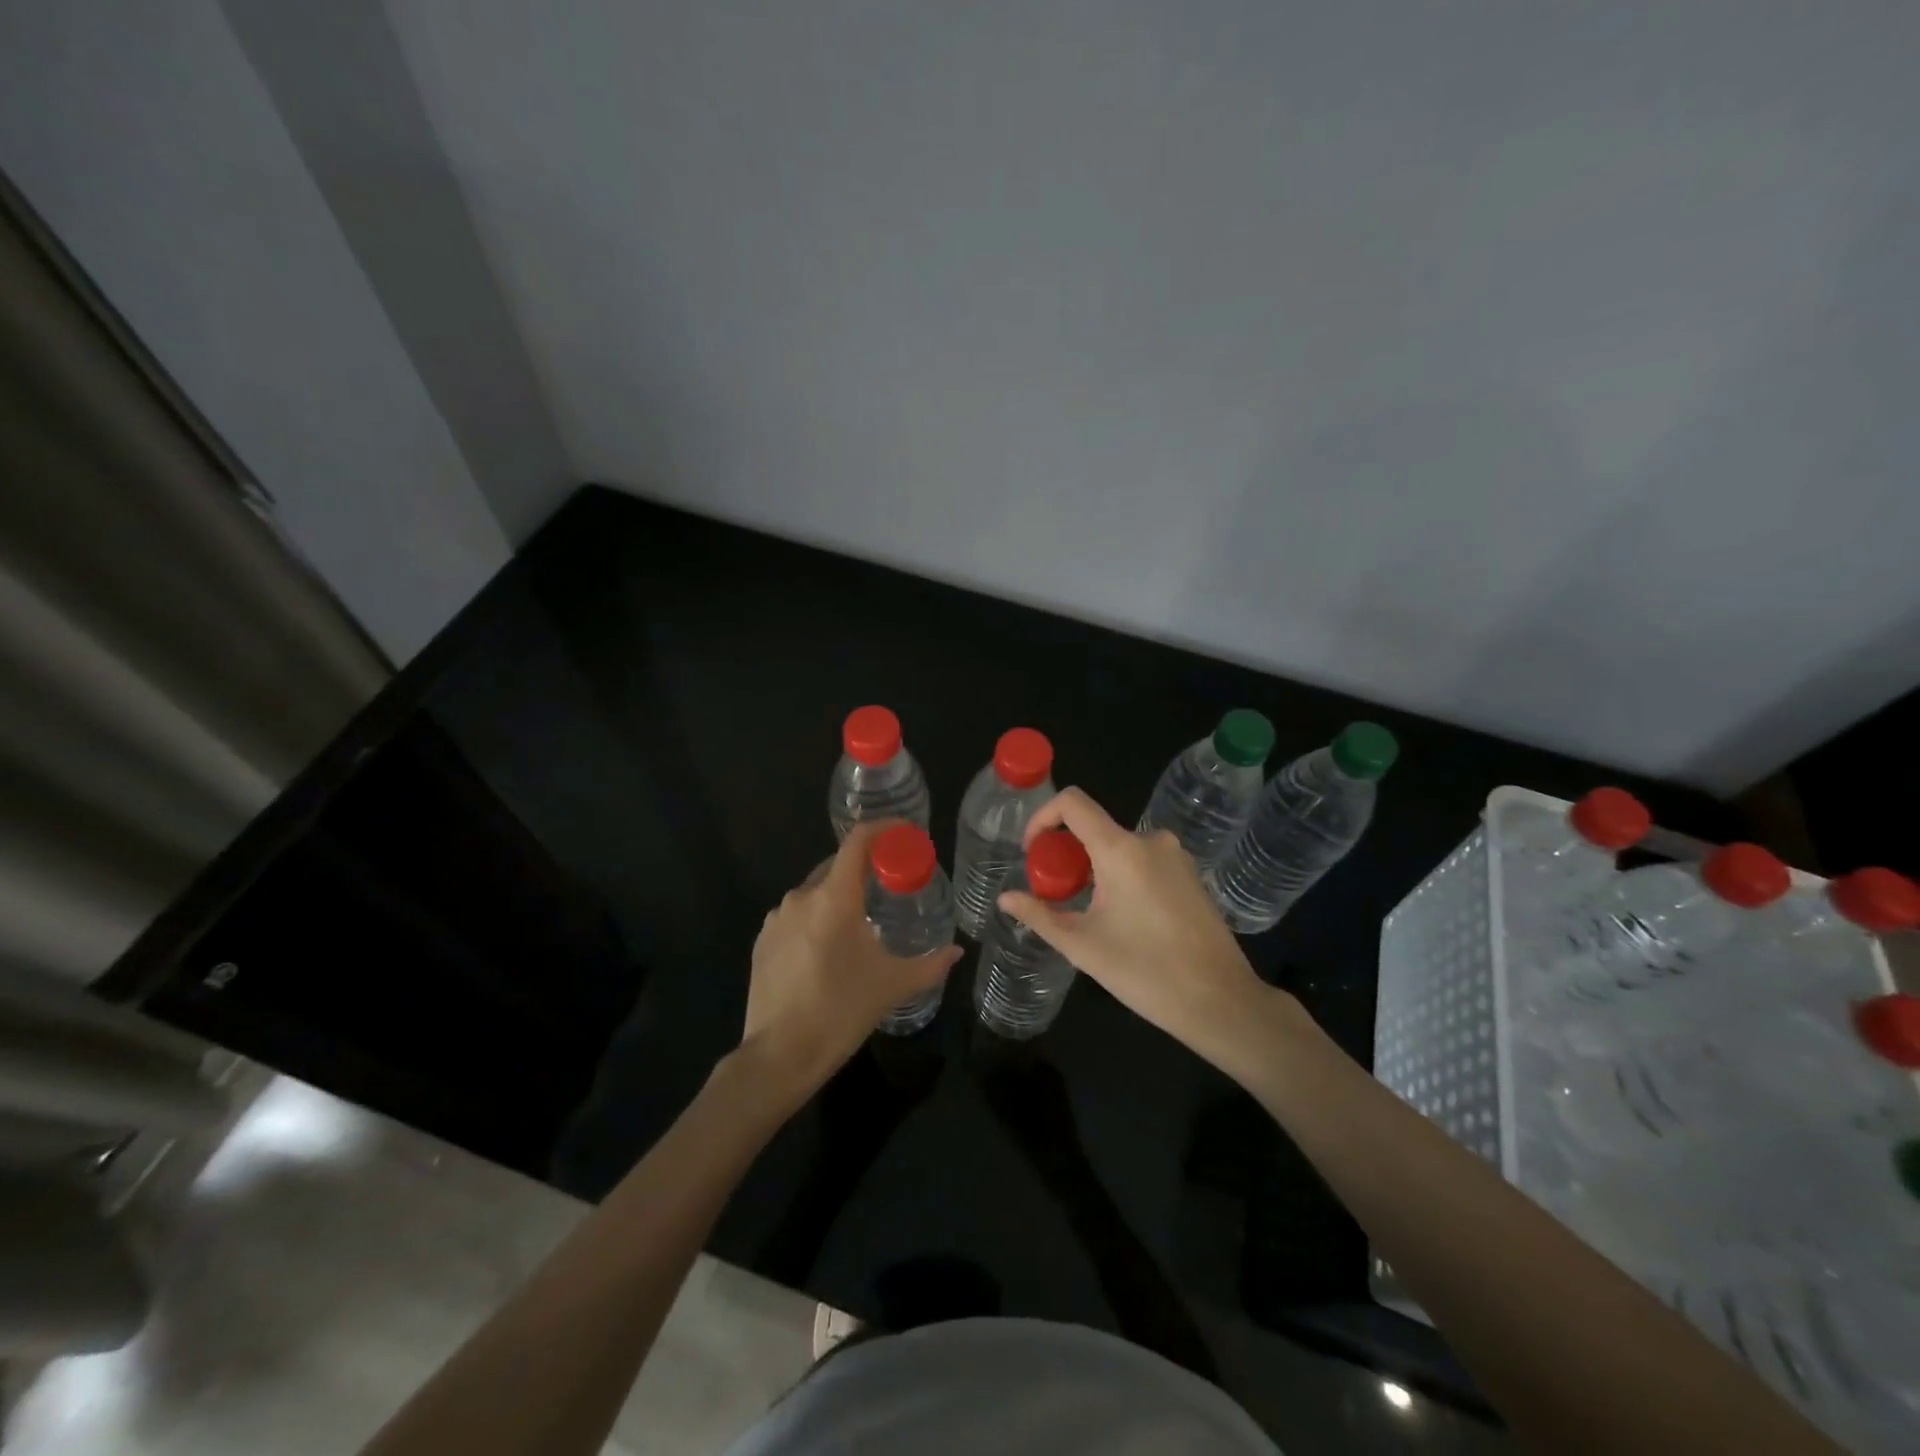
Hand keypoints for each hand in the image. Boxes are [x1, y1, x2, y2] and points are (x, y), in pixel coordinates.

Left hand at [742, 821, 960, 1098]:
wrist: (779, 1056)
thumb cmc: (841, 1011)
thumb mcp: (893, 986)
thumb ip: (931, 964)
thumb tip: (957, 951)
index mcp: (834, 898)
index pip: (858, 842)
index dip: (882, 829)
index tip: (903, 833)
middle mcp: (802, 897)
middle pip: (837, 864)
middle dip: (864, 868)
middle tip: (889, 885)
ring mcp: (777, 918)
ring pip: (815, 891)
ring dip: (839, 897)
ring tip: (860, 923)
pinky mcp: (762, 939)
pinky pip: (796, 915)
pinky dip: (816, 918)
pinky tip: (827, 949)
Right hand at [995, 788, 1302, 1074]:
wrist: (1221, 1001)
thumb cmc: (1146, 972)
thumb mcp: (1082, 946)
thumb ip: (1040, 915)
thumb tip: (1006, 898)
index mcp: (1121, 849)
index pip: (1073, 803)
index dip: (1043, 817)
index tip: (1032, 852)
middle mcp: (1150, 841)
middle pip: (1094, 828)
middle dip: (1066, 854)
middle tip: (1055, 895)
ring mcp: (1176, 856)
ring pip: (1118, 847)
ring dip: (1094, 869)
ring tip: (1087, 913)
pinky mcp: (1190, 875)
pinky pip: (1143, 861)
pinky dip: (1121, 876)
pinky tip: (1123, 919)